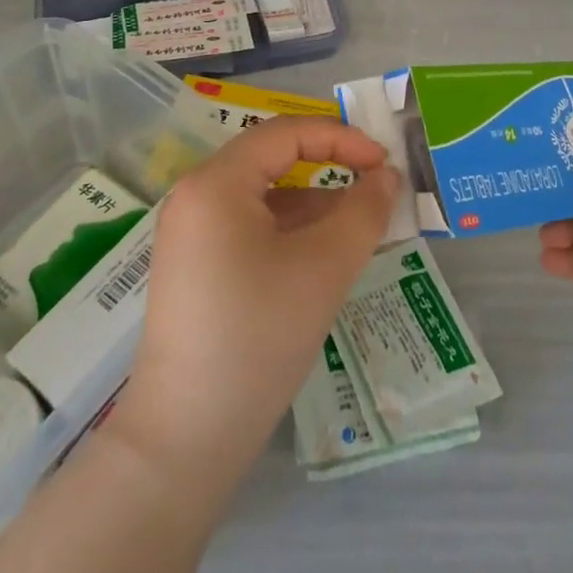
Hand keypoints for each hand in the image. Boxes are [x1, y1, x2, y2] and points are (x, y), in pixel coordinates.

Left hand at [116, 117, 398, 476]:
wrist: (186, 438)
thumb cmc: (258, 337)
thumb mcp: (324, 268)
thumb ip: (363, 212)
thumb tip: (386, 177)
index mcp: (216, 183)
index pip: (286, 133)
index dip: (341, 138)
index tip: (384, 163)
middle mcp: (195, 196)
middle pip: (272, 159)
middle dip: (328, 166)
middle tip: (374, 184)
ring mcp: (190, 232)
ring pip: (263, 195)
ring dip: (313, 201)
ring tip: (359, 225)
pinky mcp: (195, 265)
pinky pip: (249, 225)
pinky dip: (289, 228)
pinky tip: (322, 254)